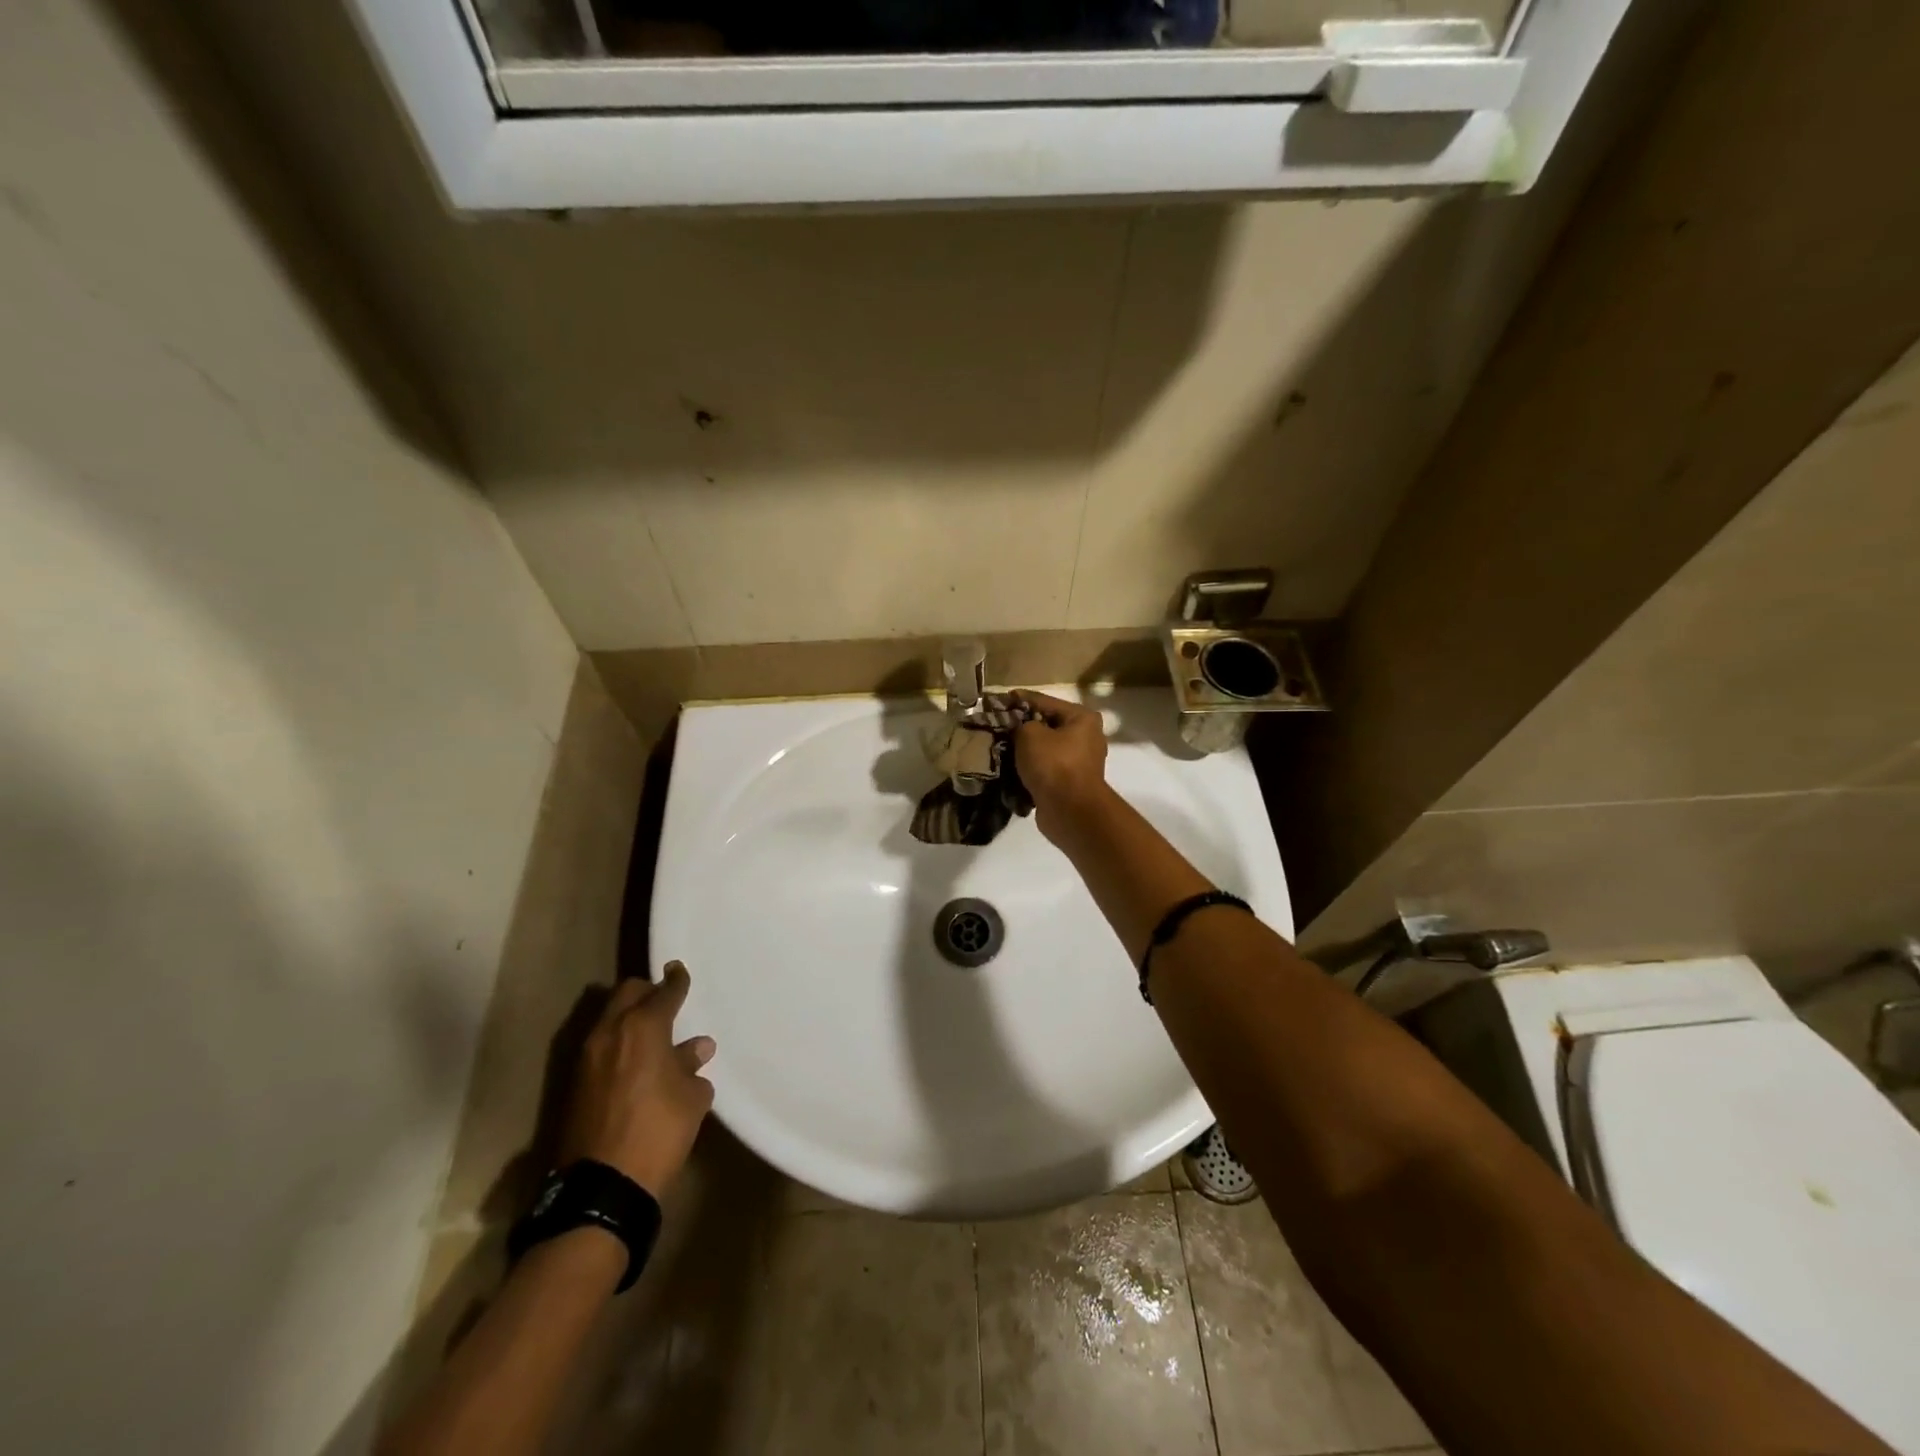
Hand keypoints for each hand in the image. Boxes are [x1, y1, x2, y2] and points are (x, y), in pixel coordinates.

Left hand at [560, 961, 715, 1197]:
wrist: (601, 1187)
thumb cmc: (658, 1132)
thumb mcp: (691, 1098)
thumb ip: (692, 1066)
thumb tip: (696, 1049)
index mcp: (643, 1027)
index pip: (664, 992)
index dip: (676, 980)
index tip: (680, 971)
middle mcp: (610, 1032)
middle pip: (626, 993)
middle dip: (646, 991)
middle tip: (665, 1001)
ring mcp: (586, 1056)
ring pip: (609, 1017)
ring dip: (629, 1017)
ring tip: (651, 1032)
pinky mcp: (574, 1082)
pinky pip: (600, 1044)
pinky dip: (617, 1041)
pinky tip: (635, 1059)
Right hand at [1013, 690, 1111, 840]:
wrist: (1069, 811)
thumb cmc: (1053, 764)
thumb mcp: (1029, 734)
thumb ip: (1020, 724)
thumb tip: (1017, 728)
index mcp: (1082, 718)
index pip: (1044, 701)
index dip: (1020, 699)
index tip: (998, 700)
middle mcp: (1086, 737)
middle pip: (1047, 725)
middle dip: (1022, 727)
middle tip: (997, 725)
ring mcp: (1080, 762)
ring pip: (1045, 749)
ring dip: (1025, 750)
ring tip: (999, 747)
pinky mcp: (1070, 784)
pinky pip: (1045, 769)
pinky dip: (1030, 769)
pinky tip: (1009, 768)